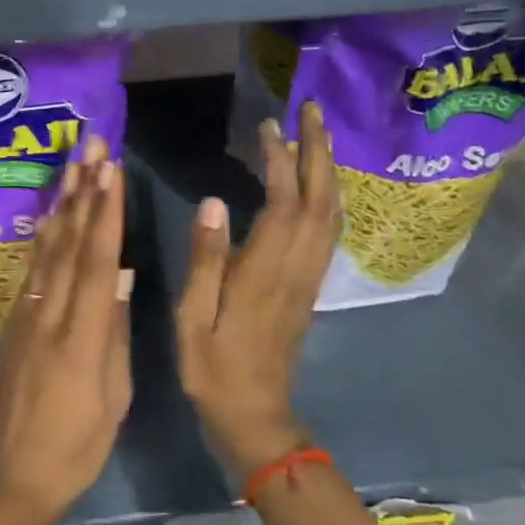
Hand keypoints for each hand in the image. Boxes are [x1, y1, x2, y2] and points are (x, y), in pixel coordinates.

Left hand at [0, 136, 132, 524]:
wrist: (12, 476)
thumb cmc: (75, 447)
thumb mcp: (111, 397)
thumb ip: (112, 332)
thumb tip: (119, 275)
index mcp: (79, 337)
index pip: (94, 261)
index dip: (104, 213)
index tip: (111, 171)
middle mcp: (47, 316)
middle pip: (67, 244)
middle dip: (82, 192)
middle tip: (90, 146)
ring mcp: (24, 318)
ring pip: (44, 251)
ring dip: (61, 205)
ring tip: (71, 166)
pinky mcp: (12, 326)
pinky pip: (31, 272)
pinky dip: (43, 239)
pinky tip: (50, 218)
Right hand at [175, 102, 340, 474]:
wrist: (254, 414)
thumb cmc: (214, 367)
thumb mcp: (194, 316)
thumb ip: (205, 259)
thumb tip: (213, 202)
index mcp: (265, 272)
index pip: (283, 203)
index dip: (280, 161)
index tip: (268, 127)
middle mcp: (296, 268)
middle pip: (320, 200)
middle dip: (318, 151)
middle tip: (310, 111)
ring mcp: (308, 278)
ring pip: (330, 214)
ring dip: (327, 170)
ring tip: (317, 135)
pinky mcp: (308, 287)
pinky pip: (327, 232)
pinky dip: (327, 198)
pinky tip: (317, 185)